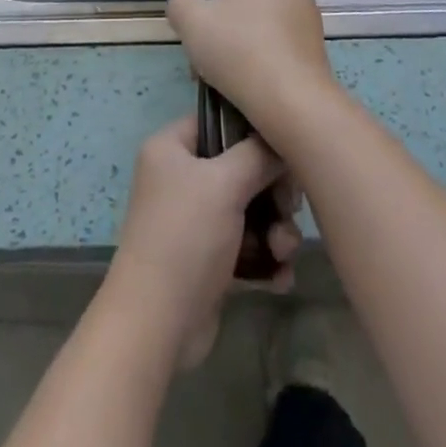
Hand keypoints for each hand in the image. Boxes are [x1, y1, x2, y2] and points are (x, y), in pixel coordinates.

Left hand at [105, 116, 300, 370]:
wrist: (156, 324)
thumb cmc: (186, 237)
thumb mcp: (224, 183)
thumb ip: (257, 155)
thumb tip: (281, 143)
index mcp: (172, 148)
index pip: (218, 122)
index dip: (253, 132)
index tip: (284, 151)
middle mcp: (180, 178)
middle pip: (241, 169)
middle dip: (272, 194)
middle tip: (289, 209)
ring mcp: (194, 221)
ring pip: (249, 211)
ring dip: (274, 231)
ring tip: (282, 252)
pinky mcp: (208, 261)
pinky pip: (246, 248)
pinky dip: (265, 260)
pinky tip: (280, 277)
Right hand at [166, 0, 338, 147]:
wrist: (290, 100)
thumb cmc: (237, 49)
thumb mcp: (190, 21)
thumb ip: (179, 5)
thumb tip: (184, 6)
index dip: (213, 10)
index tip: (205, 38)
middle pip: (247, 7)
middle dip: (228, 33)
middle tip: (212, 62)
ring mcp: (311, 17)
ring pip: (263, 31)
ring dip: (245, 51)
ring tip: (229, 83)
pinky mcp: (320, 48)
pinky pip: (282, 51)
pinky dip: (266, 65)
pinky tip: (254, 89)